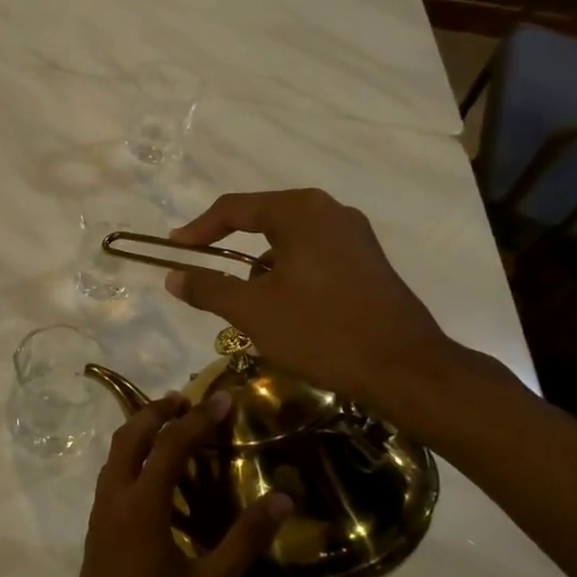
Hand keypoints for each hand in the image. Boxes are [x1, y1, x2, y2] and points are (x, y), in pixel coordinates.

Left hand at [49, 392, 292, 576]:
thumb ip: (244, 540)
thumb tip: (282, 498)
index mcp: (141, 506)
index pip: (170, 445)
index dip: (198, 419)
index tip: (224, 398)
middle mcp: (115, 499)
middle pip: (130, 437)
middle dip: (157, 411)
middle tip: (190, 401)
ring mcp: (101, 515)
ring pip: (116, 455)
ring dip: (142, 432)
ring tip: (175, 426)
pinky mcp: (98, 531)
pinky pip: (114, 476)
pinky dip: (134, 458)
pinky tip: (159, 477)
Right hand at [164, 188, 459, 419]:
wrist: (403, 368)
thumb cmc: (321, 331)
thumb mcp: (252, 311)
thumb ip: (208, 289)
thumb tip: (173, 276)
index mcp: (300, 212)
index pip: (234, 208)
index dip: (198, 229)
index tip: (173, 248)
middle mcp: (329, 211)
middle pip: (263, 219)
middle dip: (229, 245)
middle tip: (203, 268)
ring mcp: (354, 235)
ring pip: (289, 240)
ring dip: (260, 264)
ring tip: (246, 302)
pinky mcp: (367, 261)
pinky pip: (313, 255)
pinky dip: (288, 272)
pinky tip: (285, 307)